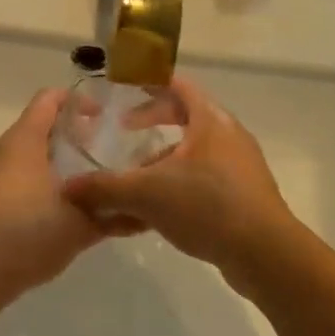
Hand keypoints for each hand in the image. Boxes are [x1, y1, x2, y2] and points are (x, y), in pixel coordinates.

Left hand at [0, 88, 127, 295]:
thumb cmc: (31, 234)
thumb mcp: (82, 223)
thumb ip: (114, 214)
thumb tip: (144, 214)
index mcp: (24, 142)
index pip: (49, 99)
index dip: (77, 101)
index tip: (102, 117)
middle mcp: (2, 151)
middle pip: (37, 126)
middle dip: (69, 134)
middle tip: (100, 152)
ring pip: (25, 153)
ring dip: (53, 159)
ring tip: (83, 181)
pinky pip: (14, 176)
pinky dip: (37, 180)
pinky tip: (58, 207)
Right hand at [61, 77, 300, 279]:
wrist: (265, 252)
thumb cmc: (207, 206)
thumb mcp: (147, 194)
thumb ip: (105, 188)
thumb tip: (68, 188)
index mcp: (210, 120)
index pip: (178, 86)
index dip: (150, 82)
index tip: (125, 88)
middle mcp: (229, 135)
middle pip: (187, 116)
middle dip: (154, 123)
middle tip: (125, 130)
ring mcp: (241, 165)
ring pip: (195, 151)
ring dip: (165, 159)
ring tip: (137, 179)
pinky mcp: (245, 194)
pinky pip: (206, 177)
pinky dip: (181, 182)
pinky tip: (161, 210)